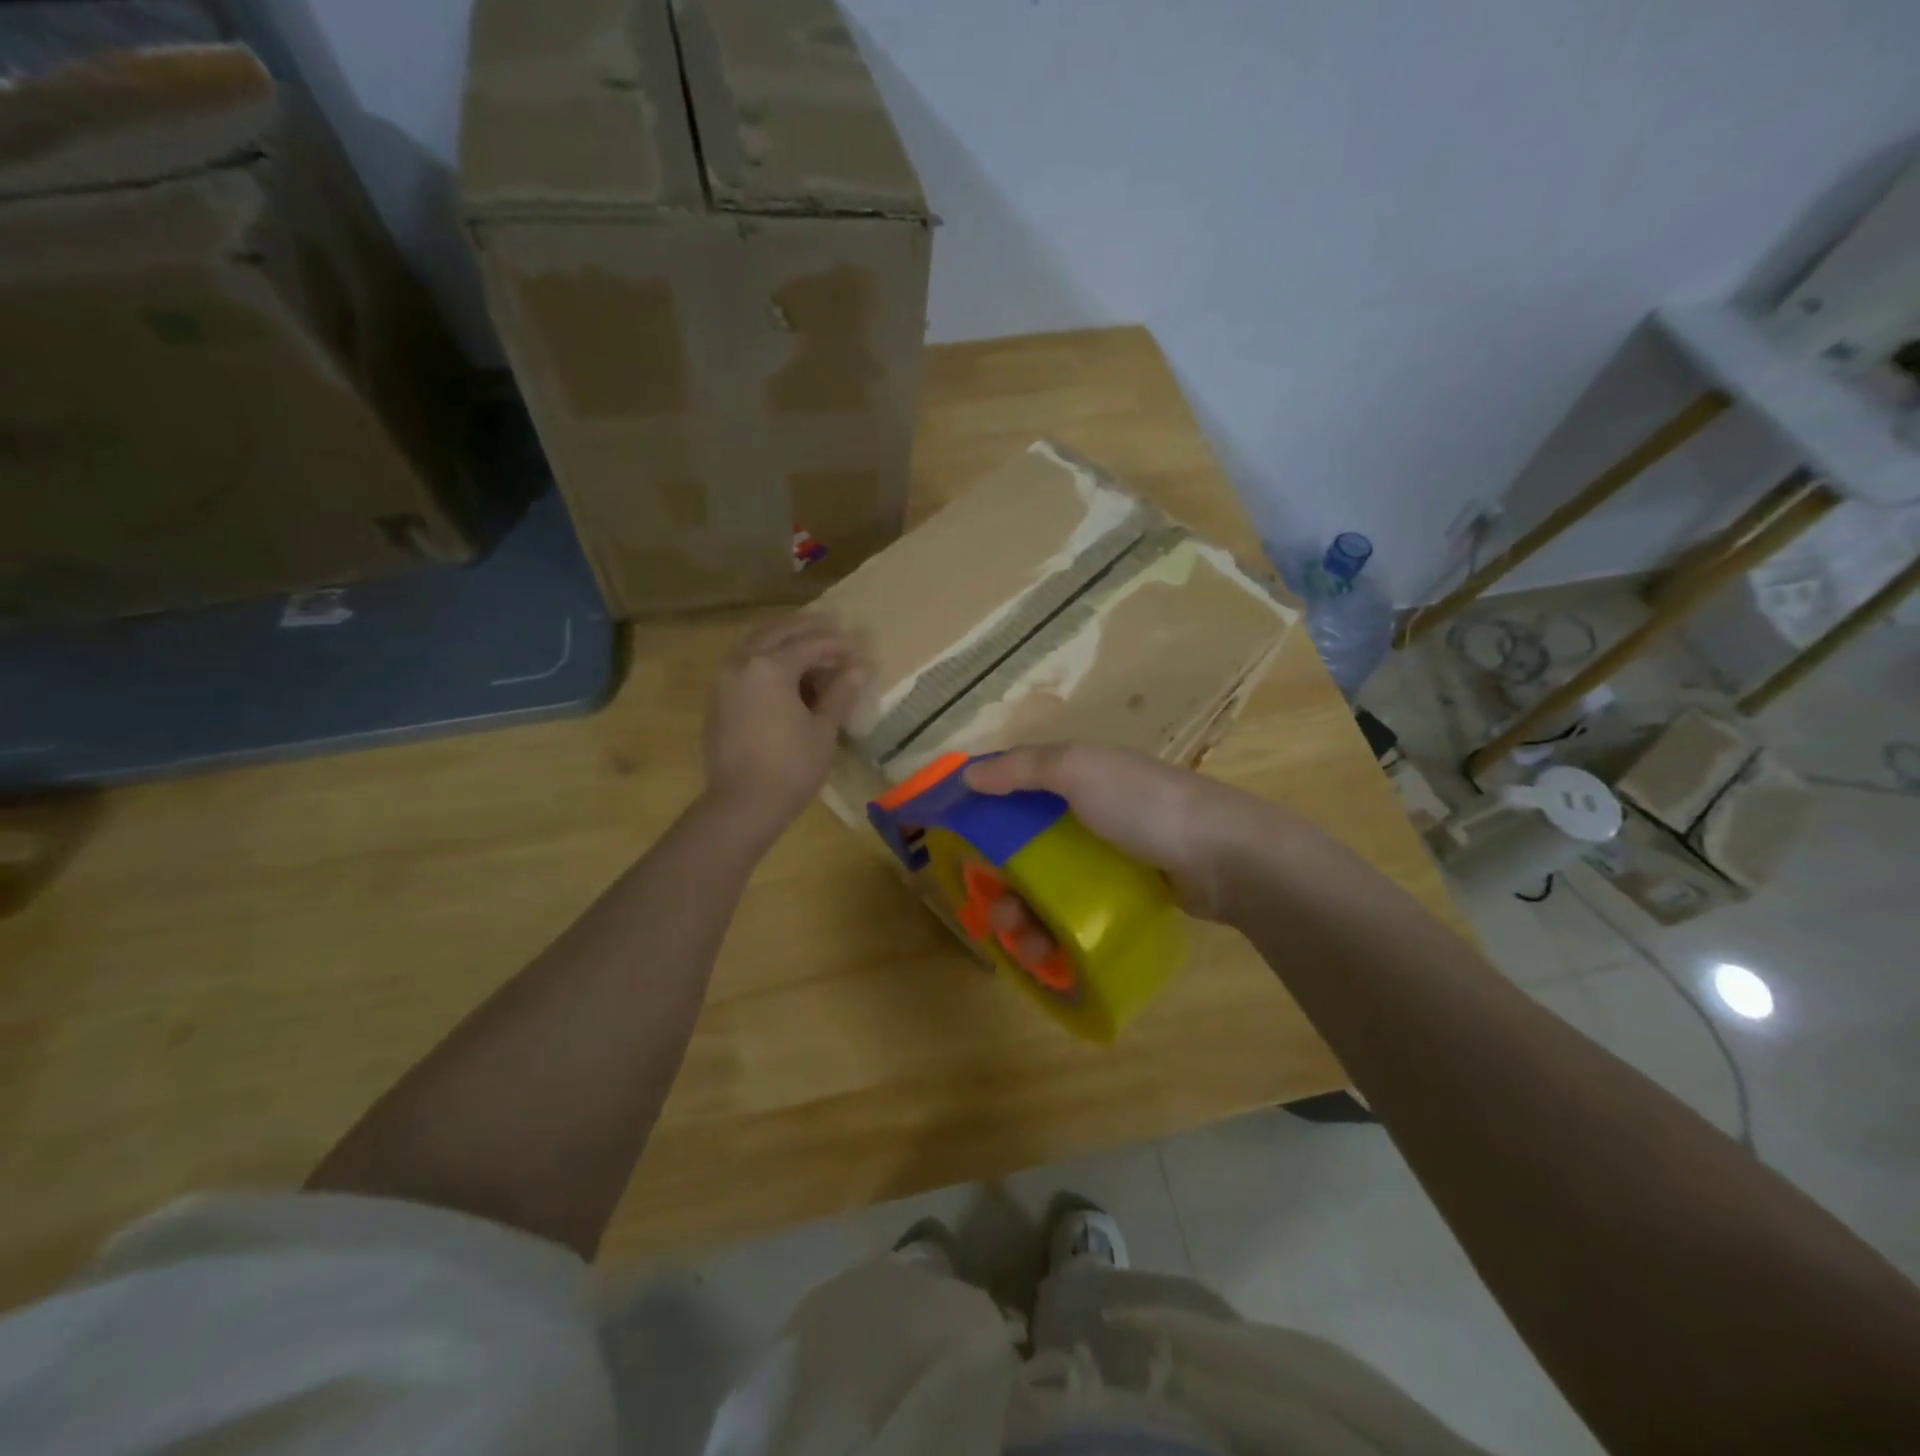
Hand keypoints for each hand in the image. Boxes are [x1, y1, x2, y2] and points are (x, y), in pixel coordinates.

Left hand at [703, 614, 864, 839]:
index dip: (839, 646)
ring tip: (808, 642)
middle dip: (809, 628)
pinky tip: (784, 670)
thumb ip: (839, 693)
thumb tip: (858, 668)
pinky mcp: (718, 699)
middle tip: (835, 626)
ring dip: (783, 637)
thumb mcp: (823, 730)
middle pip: (779, 632)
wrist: (742, 804)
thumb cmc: (791, 768)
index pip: (811, 644)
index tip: (860, 650)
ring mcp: (725, 680)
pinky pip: (744, 663)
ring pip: (755, 643)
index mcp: (771, 666)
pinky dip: (765, 656)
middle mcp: (743, 663)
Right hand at [965, 743, 1277, 920]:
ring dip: (1025, 917)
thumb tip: (969, 774)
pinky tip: (1049, 954)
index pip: (1015, 792)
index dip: (983, 816)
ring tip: (1023, 943)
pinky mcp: (1126, 894)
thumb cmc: (1144, 805)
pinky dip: (1058, 931)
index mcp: (1076, 780)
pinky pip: (1077, 912)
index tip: (959, 849)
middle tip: (994, 913)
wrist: (1226, 856)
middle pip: (1026, 851)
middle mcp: (1088, 815)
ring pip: (1049, 888)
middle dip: (1002, 884)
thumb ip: (1024, 768)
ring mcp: (1108, 859)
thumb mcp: (1080, 770)